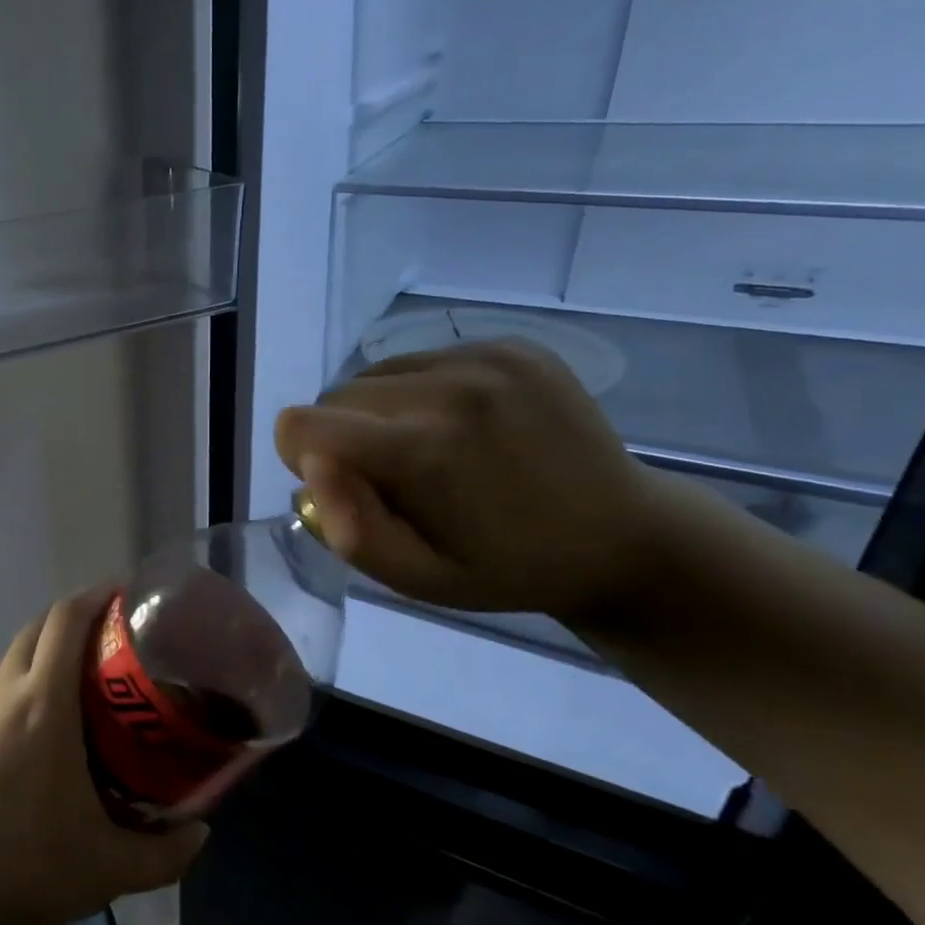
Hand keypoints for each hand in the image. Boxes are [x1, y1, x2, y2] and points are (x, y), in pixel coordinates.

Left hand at [0, 588, 208, 924]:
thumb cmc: (14, 875)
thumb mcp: (104, 873)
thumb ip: (165, 854)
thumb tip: (202, 833)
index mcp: (41, 704)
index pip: (66, 620)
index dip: (95, 597)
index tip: (124, 599)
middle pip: (36, 628)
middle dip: (73, 621)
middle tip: (110, 648)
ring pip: (8, 661)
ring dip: (41, 659)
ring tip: (74, 697)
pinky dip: (13, 694)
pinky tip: (25, 745)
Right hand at [274, 340, 665, 620]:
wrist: (623, 537)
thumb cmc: (505, 569)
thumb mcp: (417, 579)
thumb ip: (351, 529)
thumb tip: (312, 467)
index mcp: (423, 448)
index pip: (300, 425)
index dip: (303, 459)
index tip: (344, 486)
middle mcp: (449, 386)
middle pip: (336, 397)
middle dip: (344, 437)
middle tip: (393, 478)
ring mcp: (486, 357)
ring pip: (376, 373)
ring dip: (381, 412)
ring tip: (431, 451)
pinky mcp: (511, 345)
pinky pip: (421, 360)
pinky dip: (421, 393)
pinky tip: (465, 428)